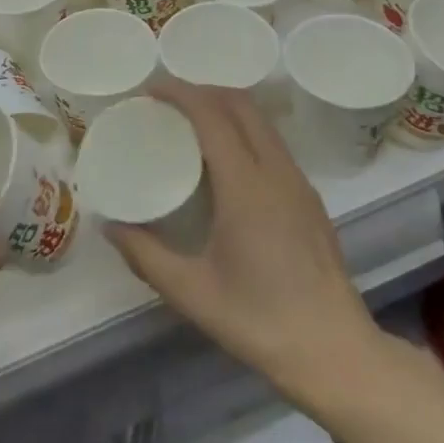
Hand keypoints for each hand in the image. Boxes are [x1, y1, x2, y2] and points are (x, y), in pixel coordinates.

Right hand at [107, 82, 377, 406]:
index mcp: (246, 186)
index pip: (212, 115)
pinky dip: (244, 130)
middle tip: (168, 103)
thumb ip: (145, 255)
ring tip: (192, 123)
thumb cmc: (259, 320)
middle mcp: (276, 171)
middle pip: (241, 105)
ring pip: (261, 121)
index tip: (150, 90)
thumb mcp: (191, 292)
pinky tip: (226, 159)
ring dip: (226, 107)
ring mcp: (299, 182)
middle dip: (203, 90)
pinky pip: (273, 143)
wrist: (335, 352)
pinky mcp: (310, 197)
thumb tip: (108, 226)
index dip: (180, 93)